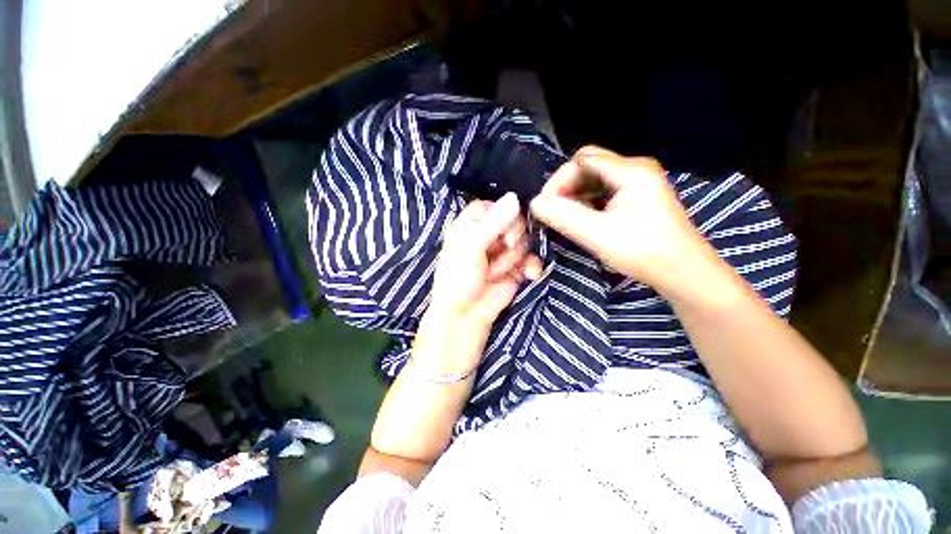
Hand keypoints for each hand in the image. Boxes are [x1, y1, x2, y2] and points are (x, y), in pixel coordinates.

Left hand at [427, 192, 541, 329]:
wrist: (466, 315)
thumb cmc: (459, 277)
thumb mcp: (471, 247)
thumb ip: (493, 223)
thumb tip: (514, 197)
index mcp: (470, 226)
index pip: (492, 206)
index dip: (502, 212)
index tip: (505, 224)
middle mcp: (488, 236)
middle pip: (512, 221)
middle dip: (512, 236)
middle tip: (506, 246)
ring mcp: (503, 252)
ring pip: (523, 241)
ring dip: (514, 257)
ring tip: (496, 271)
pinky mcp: (515, 268)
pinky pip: (531, 259)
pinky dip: (532, 267)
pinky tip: (530, 275)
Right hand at [529, 146, 715, 292]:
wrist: (683, 272)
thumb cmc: (642, 252)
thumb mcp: (597, 234)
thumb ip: (563, 216)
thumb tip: (535, 203)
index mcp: (631, 171)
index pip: (582, 159)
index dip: (558, 180)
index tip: (546, 205)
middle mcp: (636, 169)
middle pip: (588, 166)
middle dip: (565, 186)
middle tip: (552, 211)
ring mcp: (639, 182)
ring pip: (595, 179)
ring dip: (575, 195)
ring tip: (563, 216)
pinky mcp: (638, 197)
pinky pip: (604, 191)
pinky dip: (587, 201)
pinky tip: (581, 218)